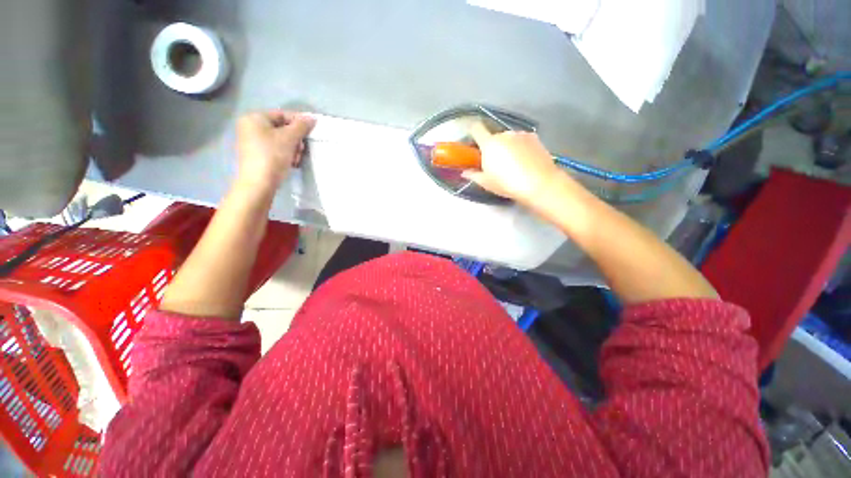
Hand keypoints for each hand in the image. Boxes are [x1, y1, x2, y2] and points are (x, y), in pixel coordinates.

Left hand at [235, 110, 315, 192]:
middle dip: (295, 139)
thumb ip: (301, 126)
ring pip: (281, 140)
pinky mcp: (257, 155)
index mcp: (254, 118)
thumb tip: (312, 118)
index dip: (299, 122)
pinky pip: (276, 149)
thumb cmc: (272, 156)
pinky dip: (286, 154)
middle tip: (301, 149)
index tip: (312, 131)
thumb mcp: (289, 138)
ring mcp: (252, 142)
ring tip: (296, 159)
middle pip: (281, 128)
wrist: (259, 183)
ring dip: (293, 148)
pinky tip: (291, 163)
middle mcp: (250, 127)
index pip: (282, 114)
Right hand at [462, 122, 566, 205]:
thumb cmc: (507, 184)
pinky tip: (525, 161)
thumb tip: (465, 172)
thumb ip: (473, 175)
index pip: (476, 129)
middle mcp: (504, 134)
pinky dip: (520, 147)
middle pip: (494, 136)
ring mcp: (521, 134)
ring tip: (513, 163)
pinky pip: (522, 140)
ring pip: (509, 138)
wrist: (539, 183)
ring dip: (507, 146)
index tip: (474, 144)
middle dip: (492, 146)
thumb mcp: (486, 183)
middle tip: (496, 163)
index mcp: (489, 143)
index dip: (473, 133)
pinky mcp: (535, 137)